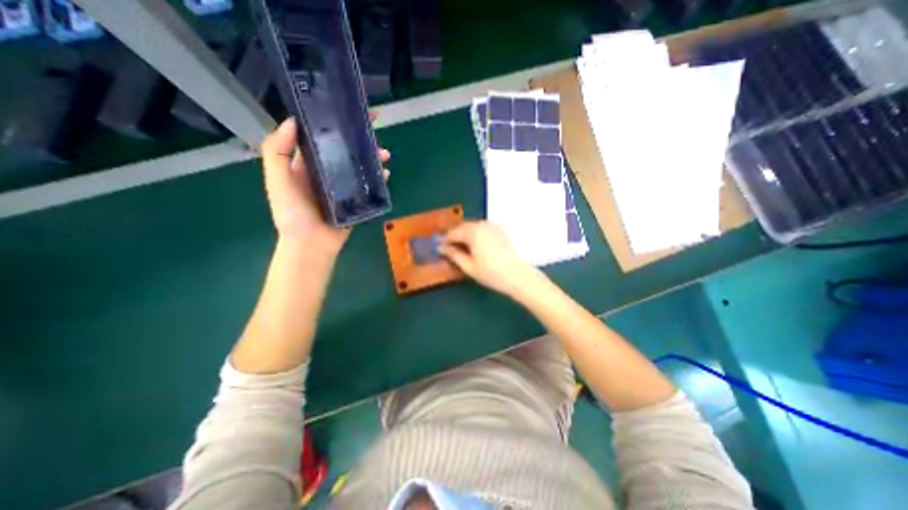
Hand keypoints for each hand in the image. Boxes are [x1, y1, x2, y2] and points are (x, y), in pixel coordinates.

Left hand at [260, 118, 391, 253]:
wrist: (311, 245)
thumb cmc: (292, 214)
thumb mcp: (276, 180)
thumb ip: (278, 151)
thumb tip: (293, 121)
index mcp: (307, 163)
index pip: (321, 135)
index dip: (334, 120)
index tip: (349, 108)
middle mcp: (326, 170)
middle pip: (345, 148)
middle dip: (359, 137)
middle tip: (374, 130)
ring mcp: (343, 185)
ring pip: (359, 164)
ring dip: (372, 156)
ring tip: (384, 154)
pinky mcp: (356, 198)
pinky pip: (368, 184)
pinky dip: (377, 177)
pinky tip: (385, 173)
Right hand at [440, 220, 537, 297]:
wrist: (518, 276)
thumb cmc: (491, 273)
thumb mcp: (468, 266)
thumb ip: (453, 255)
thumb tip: (441, 248)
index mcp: (473, 232)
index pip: (453, 233)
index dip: (444, 240)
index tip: (438, 247)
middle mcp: (482, 225)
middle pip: (463, 227)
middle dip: (455, 236)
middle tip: (448, 248)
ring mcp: (493, 226)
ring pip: (473, 227)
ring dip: (465, 235)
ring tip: (462, 248)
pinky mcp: (500, 231)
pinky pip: (483, 229)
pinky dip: (476, 235)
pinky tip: (476, 246)